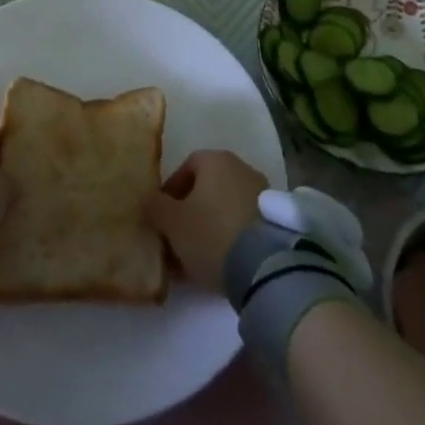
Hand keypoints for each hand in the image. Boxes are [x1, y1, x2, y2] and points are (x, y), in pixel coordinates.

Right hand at [143, 150, 268, 291]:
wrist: (265, 265)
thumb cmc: (211, 233)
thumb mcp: (172, 223)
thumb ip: (155, 207)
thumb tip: (148, 199)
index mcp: (215, 159)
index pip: (186, 167)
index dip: (170, 193)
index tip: (162, 219)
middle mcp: (240, 167)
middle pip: (207, 187)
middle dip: (189, 212)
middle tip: (177, 240)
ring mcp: (262, 192)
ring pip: (225, 207)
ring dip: (209, 226)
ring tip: (197, 258)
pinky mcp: (275, 218)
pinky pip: (243, 222)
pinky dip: (230, 236)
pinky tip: (222, 262)